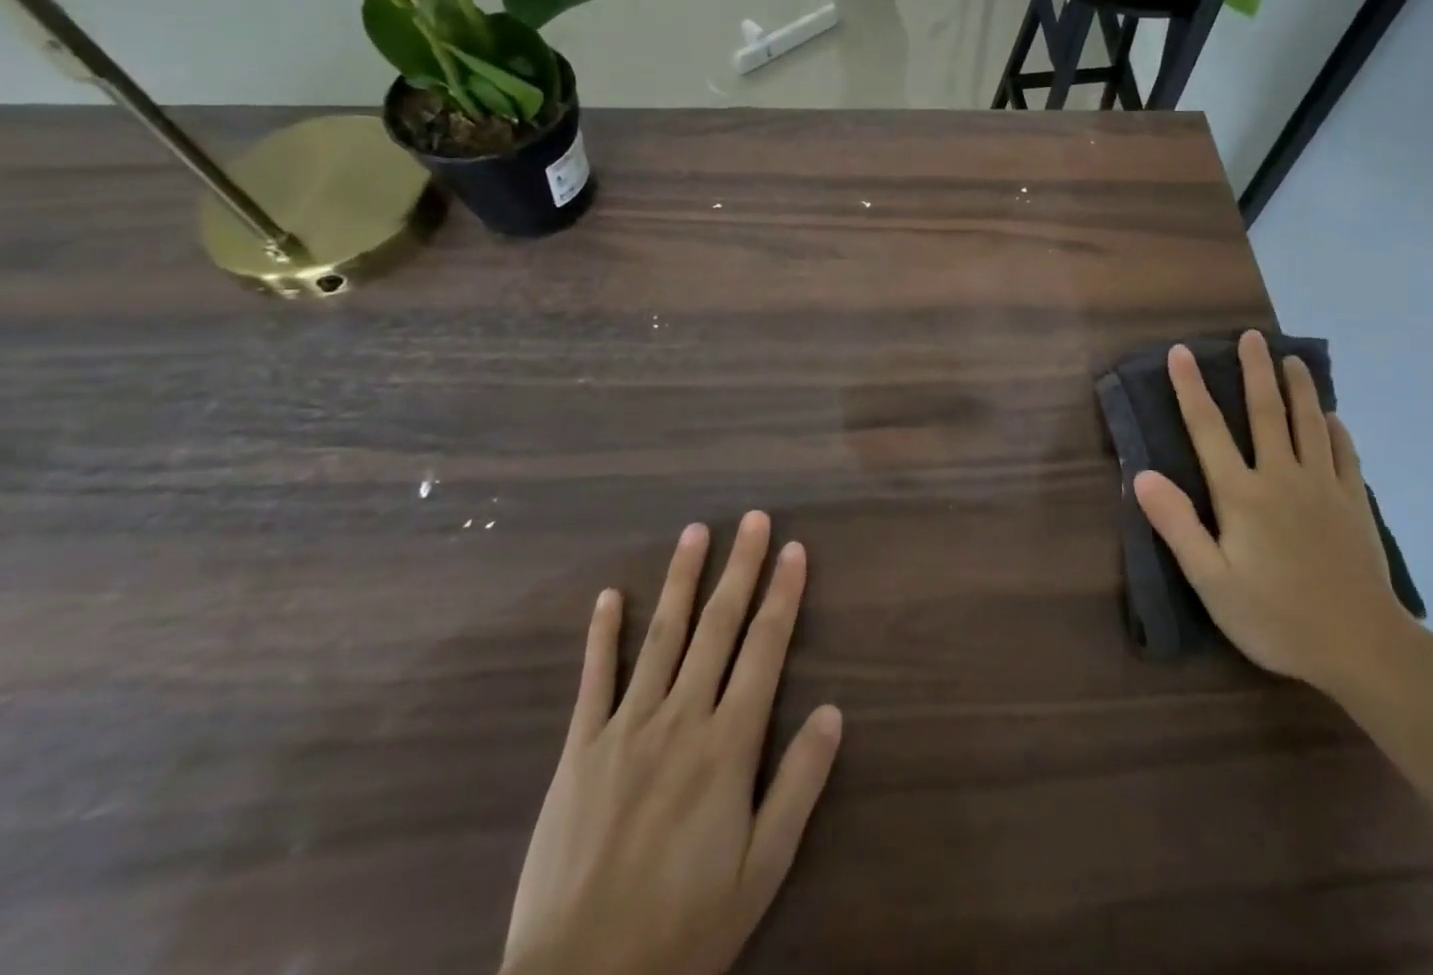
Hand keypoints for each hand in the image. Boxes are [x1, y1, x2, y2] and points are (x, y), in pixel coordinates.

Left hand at [499, 512, 842, 974]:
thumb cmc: (683, 931)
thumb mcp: (761, 871)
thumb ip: (798, 785)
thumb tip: (834, 710)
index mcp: (728, 745)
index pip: (765, 649)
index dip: (782, 594)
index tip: (793, 550)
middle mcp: (681, 719)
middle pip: (718, 626)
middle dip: (740, 567)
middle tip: (753, 518)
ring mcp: (625, 729)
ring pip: (662, 636)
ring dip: (682, 580)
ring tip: (695, 532)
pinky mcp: (580, 751)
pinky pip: (595, 679)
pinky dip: (603, 634)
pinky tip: (610, 596)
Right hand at [1133, 332, 1411, 696]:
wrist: (1362, 647)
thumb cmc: (1276, 617)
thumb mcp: (1212, 582)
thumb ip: (1177, 525)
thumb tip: (1143, 475)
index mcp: (1242, 494)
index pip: (1209, 429)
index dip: (1191, 388)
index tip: (1181, 352)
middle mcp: (1281, 477)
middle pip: (1267, 413)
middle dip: (1255, 371)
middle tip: (1252, 336)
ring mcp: (1323, 488)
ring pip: (1310, 424)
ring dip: (1299, 388)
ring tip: (1292, 358)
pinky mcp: (1354, 504)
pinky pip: (1345, 455)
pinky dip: (1337, 430)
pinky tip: (1333, 418)